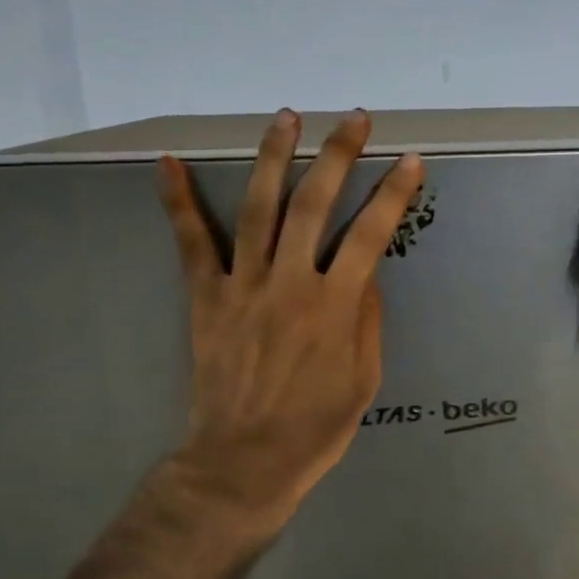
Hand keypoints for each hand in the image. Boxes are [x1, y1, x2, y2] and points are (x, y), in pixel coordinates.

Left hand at [156, 109, 424, 544]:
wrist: (245, 461)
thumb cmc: (316, 427)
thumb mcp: (365, 379)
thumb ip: (368, 320)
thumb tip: (367, 274)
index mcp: (336, 306)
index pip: (371, 234)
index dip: (393, 194)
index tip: (410, 161)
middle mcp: (290, 283)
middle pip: (315, 203)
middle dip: (338, 154)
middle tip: (355, 119)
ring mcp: (243, 285)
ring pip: (258, 207)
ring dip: (273, 157)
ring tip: (286, 117)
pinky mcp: (206, 298)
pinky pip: (190, 243)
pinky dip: (177, 202)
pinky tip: (168, 163)